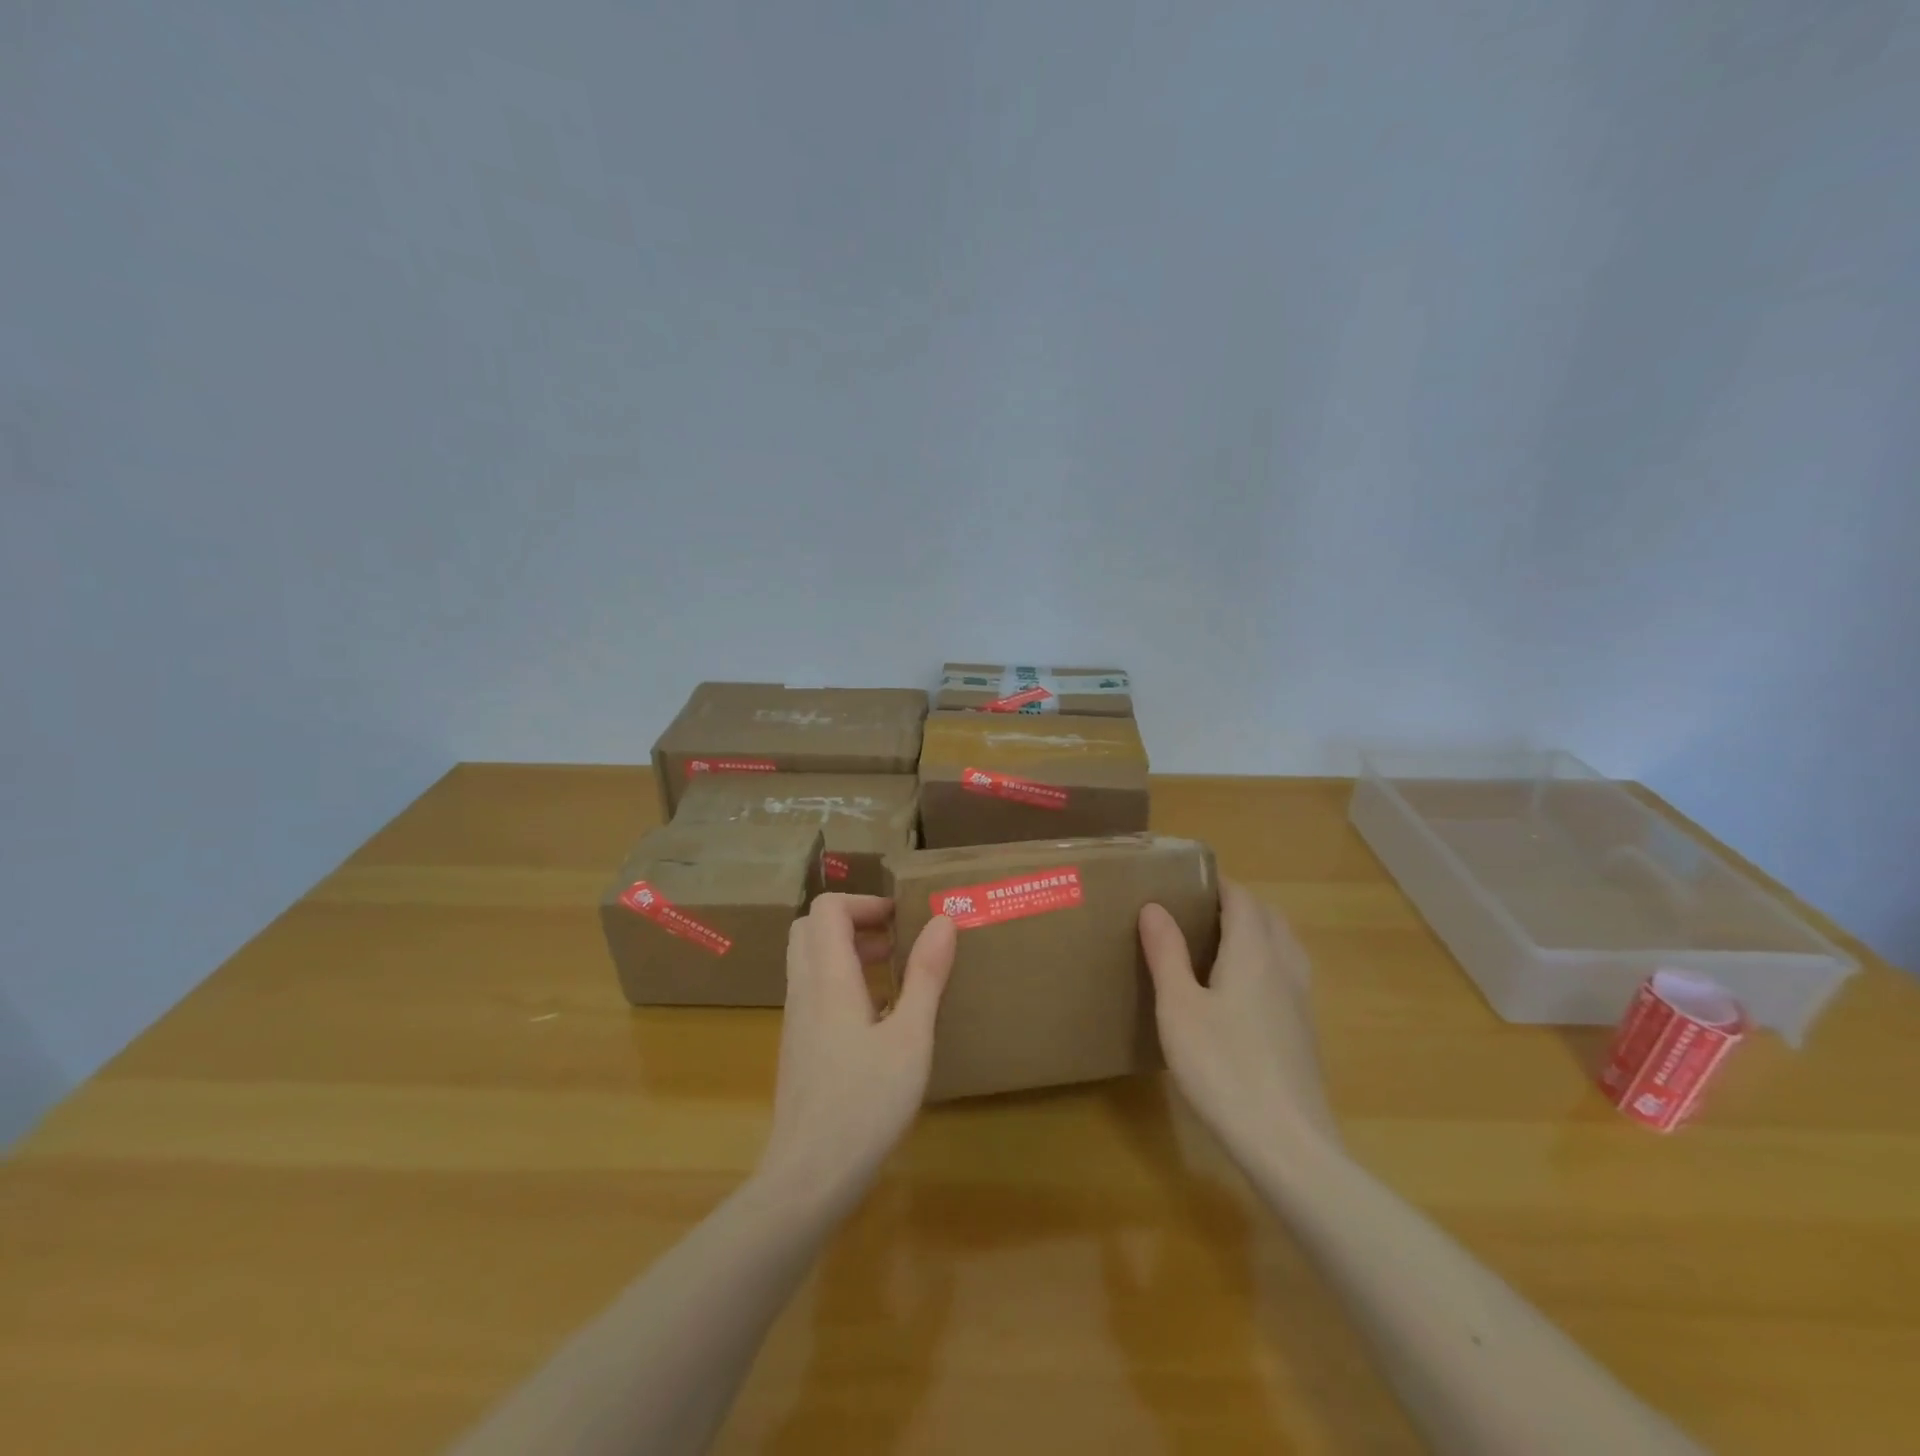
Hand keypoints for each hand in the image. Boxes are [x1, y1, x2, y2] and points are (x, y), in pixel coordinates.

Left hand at [755, 895, 956, 1213]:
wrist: (809, 1176)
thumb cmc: (866, 1102)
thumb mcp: (911, 1037)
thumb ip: (926, 976)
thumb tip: (942, 921)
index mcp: (828, 978)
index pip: (827, 908)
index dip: (864, 902)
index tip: (902, 920)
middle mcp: (804, 990)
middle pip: (810, 928)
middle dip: (853, 922)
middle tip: (894, 942)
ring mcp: (796, 1020)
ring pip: (810, 960)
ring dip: (847, 952)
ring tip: (893, 976)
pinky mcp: (798, 1046)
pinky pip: (814, 992)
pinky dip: (842, 983)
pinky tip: (878, 1020)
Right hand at [1139, 880, 1338, 1170]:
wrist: (1288, 1145)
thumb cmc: (1224, 1067)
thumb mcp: (1179, 1008)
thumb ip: (1167, 954)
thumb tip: (1155, 907)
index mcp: (1254, 953)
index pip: (1242, 899)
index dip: (1219, 884)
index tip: (1188, 880)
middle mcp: (1283, 968)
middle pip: (1269, 918)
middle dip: (1239, 905)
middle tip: (1199, 911)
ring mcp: (1300, 1003)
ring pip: (1285, 947)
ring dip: (1258, 933)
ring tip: (1220, 945)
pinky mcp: (1304, 1034)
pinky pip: (1288, 977)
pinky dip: (1266, 964)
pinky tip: (1241, 994)